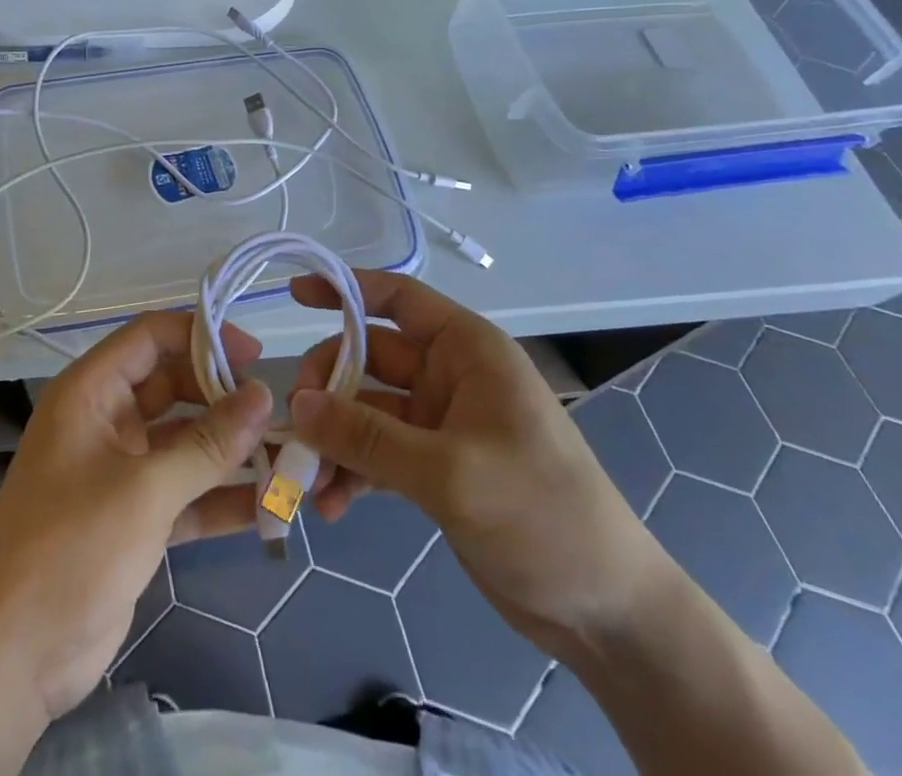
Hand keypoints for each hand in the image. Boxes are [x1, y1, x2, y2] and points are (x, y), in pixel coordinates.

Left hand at [0, 310, 273, 720]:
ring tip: (285, 458)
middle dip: (223, 398)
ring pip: (183, 442)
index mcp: (91, 392)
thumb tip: (264, 395)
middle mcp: (105, 420)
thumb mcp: (145, 491)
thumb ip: (208, 443)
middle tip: (276, 413)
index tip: (255, 356)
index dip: (202, 336)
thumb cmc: (70, 550)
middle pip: (172, 386)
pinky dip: (219, 497)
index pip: (151, 337)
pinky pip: (184, 492)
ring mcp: (119, 470)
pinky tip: (266, 506)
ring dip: (229, 450)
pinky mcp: (132, 518)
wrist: (9, 662)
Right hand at [289, 270, 666, 660]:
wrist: (607, 613)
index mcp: (466, 350)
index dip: (344, 289)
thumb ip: (368, 435)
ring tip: (304, 478)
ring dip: (334, 439)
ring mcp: (440, 424)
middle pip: (369, 358)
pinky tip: (331, 506)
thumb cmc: (540, 514)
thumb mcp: (450, 472)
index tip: (294, 295)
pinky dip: (352, 473)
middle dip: (329, 387)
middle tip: (297, 423)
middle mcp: (450, 376)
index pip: (397, 299)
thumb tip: (298, 404)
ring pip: (367, 411)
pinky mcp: (434, 469)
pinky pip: (378, 454)